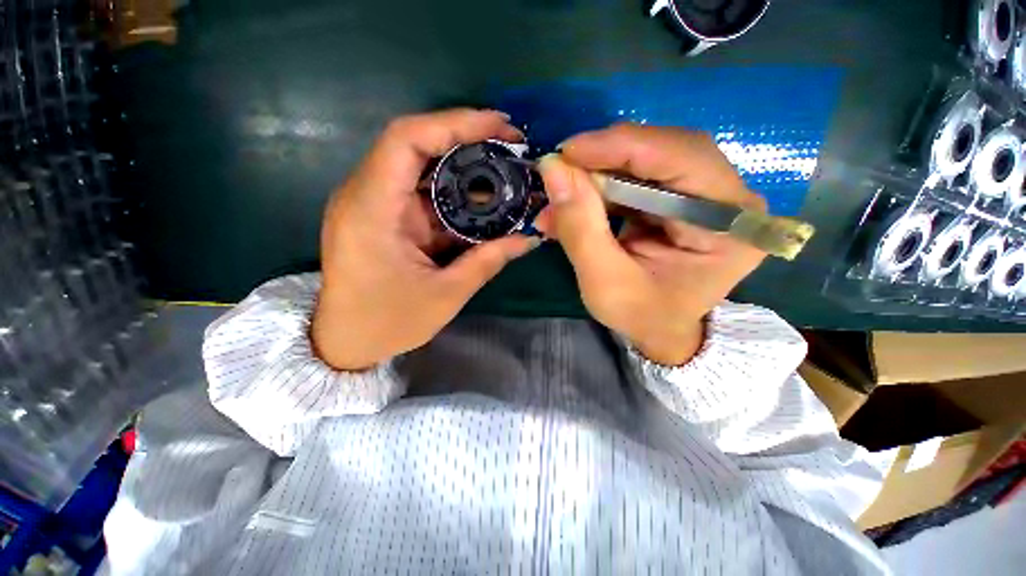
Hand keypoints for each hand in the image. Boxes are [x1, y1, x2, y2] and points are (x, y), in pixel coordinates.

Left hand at [313, 109, 538, 370]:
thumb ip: (488, 261)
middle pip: (416, 145)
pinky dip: (452, 192)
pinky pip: (420, 191)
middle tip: (510, 145)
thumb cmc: (388, 323)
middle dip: (466, 139)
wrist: (344, 342)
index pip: (407, 140)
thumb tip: (528, 239)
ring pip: (420, 167)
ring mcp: (373, 203)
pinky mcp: (383, 216)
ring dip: (462, 167)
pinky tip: (480, 200)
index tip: (499, 126)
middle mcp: (365, 194)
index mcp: (372, 209)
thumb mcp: (446, 294)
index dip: (455, 123)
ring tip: (504, 170)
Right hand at [535, 124, 766, 365]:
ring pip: (650, 159)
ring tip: (563, 192)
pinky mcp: (683, 197)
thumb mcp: (604, 282)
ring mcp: (709, 194)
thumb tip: (553, 170)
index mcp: (730, 226)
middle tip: (561, 171)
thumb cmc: (641, 316)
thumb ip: (580, 228)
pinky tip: (578, 199)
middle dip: (606, 158)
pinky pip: (641, 176)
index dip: (621, 147)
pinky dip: (604, 184)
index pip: (682, 159)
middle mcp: (731, 199)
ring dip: (600, 172)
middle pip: (667, 151)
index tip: (566, 153)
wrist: (661, 329)